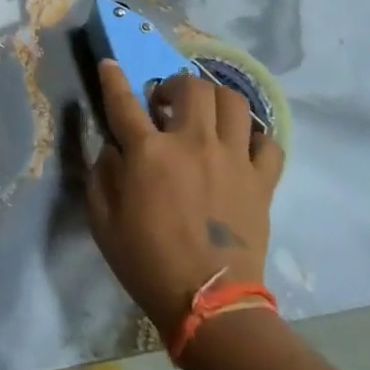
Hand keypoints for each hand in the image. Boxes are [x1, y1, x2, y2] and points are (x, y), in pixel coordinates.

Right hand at [86, 61, 284, 334]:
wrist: (210, 305)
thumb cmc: (147, 263)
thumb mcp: (103, 221)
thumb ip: (101, 175)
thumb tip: (112, 148)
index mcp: (148, 152)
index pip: (123, 100)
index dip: (112, 77)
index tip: (110, 64)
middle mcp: (192, 143)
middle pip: (191, 86)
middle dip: (175, 85)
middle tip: (166, 106)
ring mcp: (232, 159)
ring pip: (232, 101)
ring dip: (214, 100)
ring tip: (204, 117)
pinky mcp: (261, 180)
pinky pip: (268, 142)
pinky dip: (254, 137)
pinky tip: (240, 146)